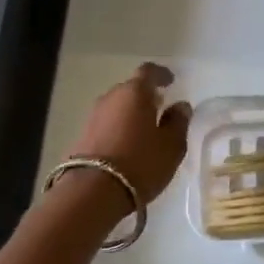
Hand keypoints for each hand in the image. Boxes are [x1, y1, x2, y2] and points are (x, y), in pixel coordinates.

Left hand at [65, 62, 191, 208]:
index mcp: (135, 92)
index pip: (148, 71)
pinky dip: (119, 127)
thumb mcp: (171, 145)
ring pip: (117, 106)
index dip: (161, 74)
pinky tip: (128, 144)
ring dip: (131, 113)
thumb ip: (178, 122)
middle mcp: (111, 97)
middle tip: (160, 108)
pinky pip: (107, 123)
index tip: (170, 81)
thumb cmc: (141, 163)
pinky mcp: (83, 136)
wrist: (92, 192)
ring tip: (145, 129)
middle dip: (145, 96)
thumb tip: (180, 106)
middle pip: (130, 89)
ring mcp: (93, 116)